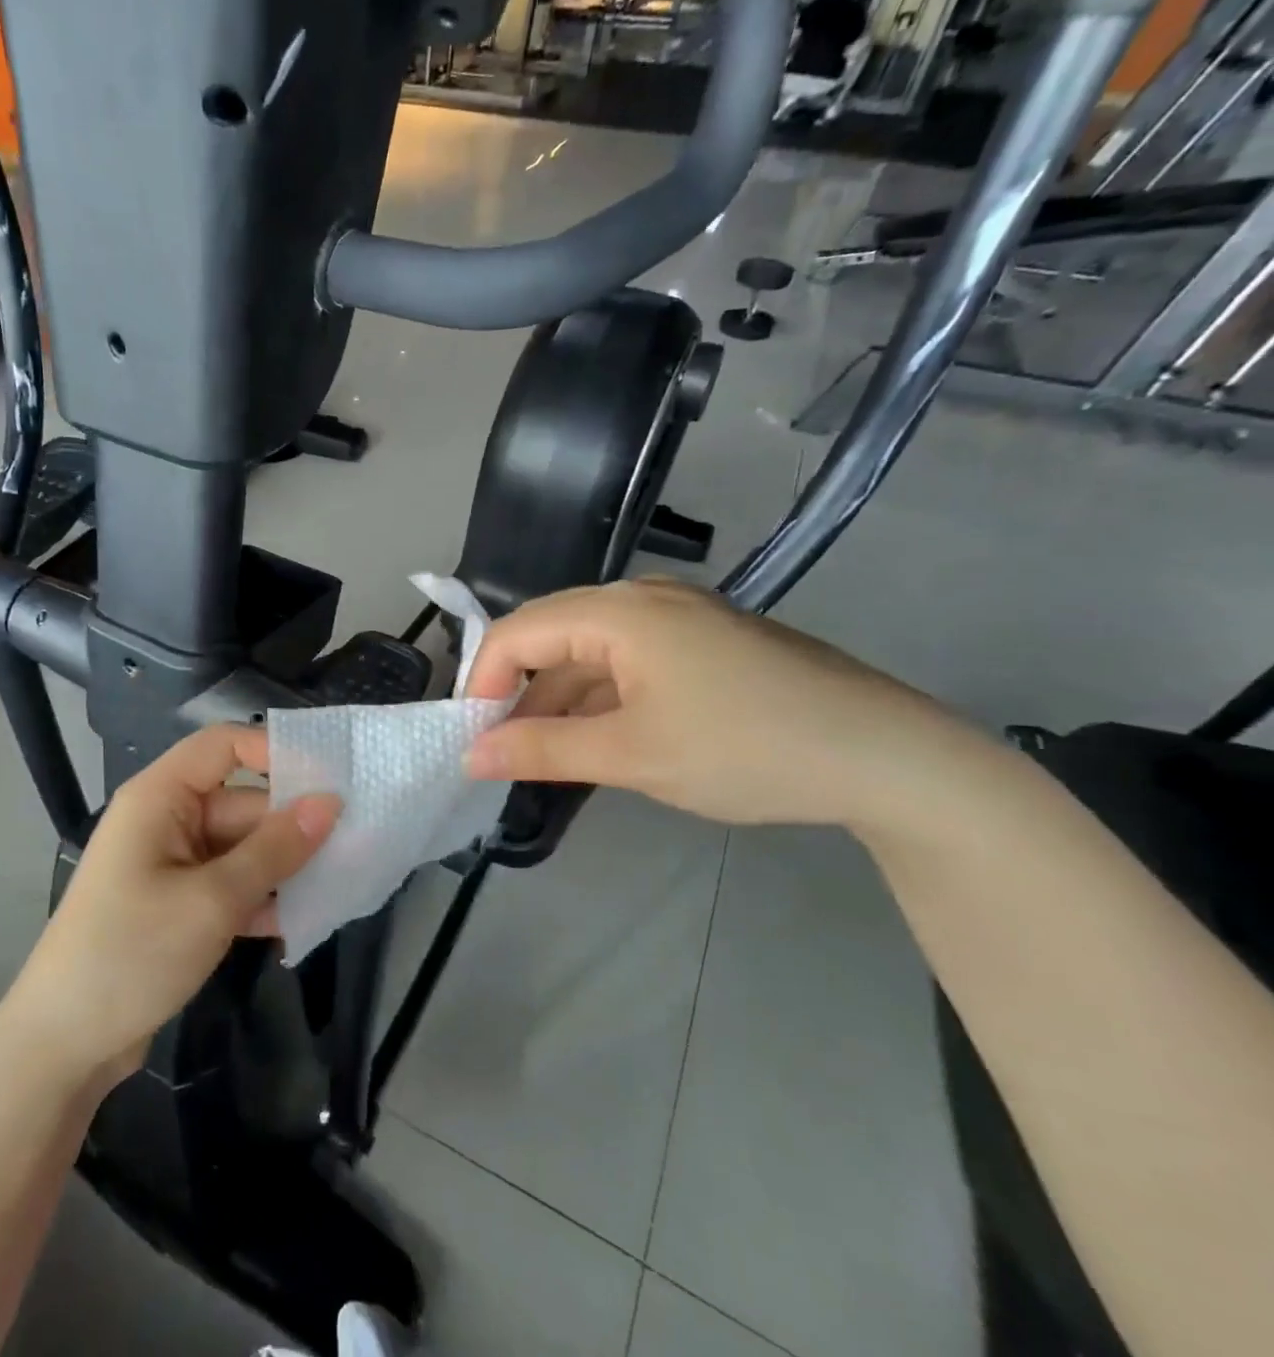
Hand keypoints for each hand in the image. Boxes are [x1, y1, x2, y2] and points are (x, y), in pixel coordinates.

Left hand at [5, 725, 339, 1084]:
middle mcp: (167, 820)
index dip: (275, 752)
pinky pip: (232, 884)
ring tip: (339, 883)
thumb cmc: (131, 954)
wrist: (63, 1047)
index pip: (224, 745)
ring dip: (283, 867)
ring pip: (243, 847)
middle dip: (291, 825)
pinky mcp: (179, 904)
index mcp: (160, 797)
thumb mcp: (212, 900)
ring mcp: (173, 865)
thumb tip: (329, 802)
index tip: (329, 782)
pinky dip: (262, 898)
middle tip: (354, 846)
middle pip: (242, 802)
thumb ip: (275, 849)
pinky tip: (303, 920)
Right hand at [463, 579, 977, 830]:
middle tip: (500, 753)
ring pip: (588, 653)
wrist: (888, 757)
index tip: (472, 739)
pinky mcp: (703, 643)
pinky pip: (627, 663)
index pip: (516, 631)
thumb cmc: (747, 749)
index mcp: (619, 611)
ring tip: (541, 757)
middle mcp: (642, 599)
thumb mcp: (632, 755)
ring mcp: (678, 618)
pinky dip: (599, 700)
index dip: (483, 683)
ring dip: (558, 701)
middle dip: (517, 694)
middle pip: (550, 636)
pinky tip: (595, 742)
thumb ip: (541, 749)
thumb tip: (469, 755)